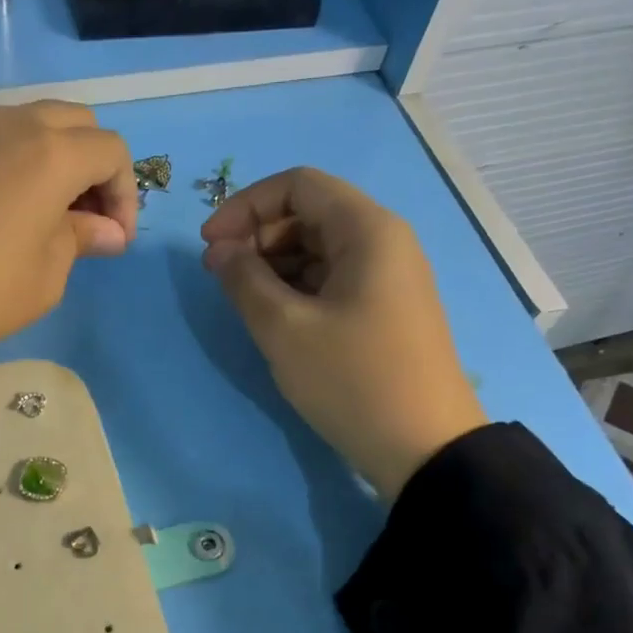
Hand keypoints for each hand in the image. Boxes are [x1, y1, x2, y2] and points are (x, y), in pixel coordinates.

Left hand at [0, 101, 135, 412]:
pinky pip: (2, 139)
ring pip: (38, 125)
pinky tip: (13, 212)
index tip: (115, 241)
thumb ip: (81, 240)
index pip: (111, 151)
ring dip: (60, 162)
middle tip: (90, 222)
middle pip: (78, 124)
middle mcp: (13, 123)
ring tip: (53, 219)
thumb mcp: (45, 276)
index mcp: (50, 152)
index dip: (125, 195)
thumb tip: (105, 230)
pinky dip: (24, 163)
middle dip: (97, 168)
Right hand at [201, 167, 486, 501]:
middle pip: (310, 214)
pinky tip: (276, 319)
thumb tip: (220, 250)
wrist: (423, 447)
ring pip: (320, 249)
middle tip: (221, 278)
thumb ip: (244, 280)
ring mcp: (389, 278)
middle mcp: (384, 241)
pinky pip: (334, 280)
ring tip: (244, 302)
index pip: (298, 185)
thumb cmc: (352, 380)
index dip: (245, 206)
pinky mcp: (386, 310)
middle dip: (258, 236)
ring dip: (275, 265)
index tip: (210, 245)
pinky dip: (298, 289)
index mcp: (367, 230)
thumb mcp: (285, 330)